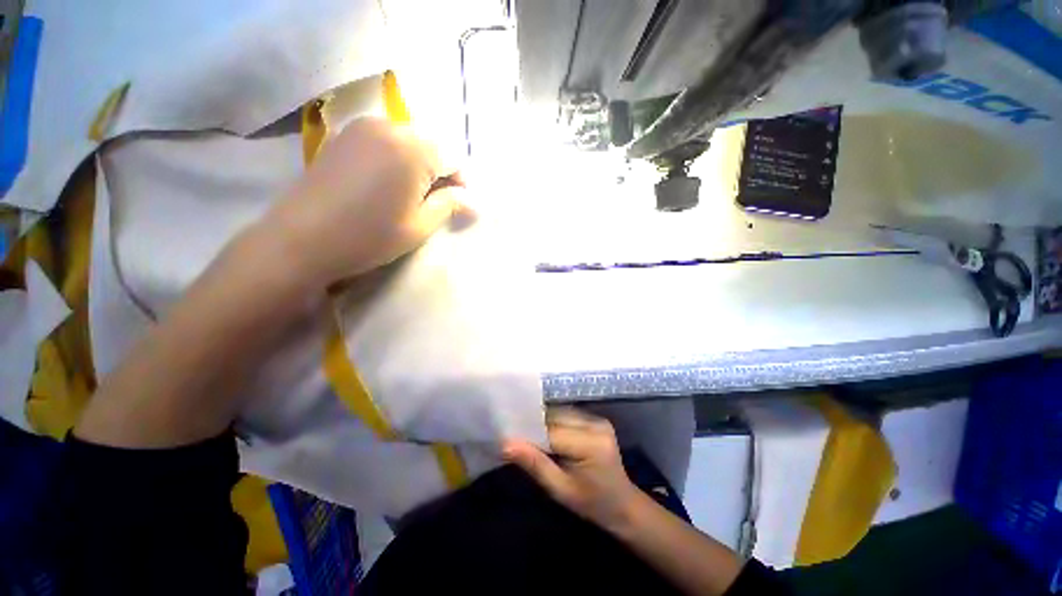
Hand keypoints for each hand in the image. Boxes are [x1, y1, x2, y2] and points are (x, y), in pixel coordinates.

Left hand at [267, 118, 466, 287]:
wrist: (302, 239)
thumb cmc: (370, 236)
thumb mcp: (420, 226)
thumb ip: (449, 205)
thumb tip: (474, 202)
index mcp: (413, 150)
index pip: (453, 157)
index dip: (461, 181)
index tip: (459, 204)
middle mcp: (389, 127)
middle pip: (430, 144)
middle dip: (440, 171)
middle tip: (435, 201)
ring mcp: (362, 127)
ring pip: (407, 140)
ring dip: (418, 164)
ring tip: (410, 194)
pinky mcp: (343, 136)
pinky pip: (384, 140)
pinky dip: (395, 158)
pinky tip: (386, 183)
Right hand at [503, 408, 642, 531]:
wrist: (623, 505)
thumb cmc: (591, 503)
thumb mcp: (560, 490)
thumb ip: (534, 464)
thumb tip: (506, 444)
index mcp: (591, 444)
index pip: (552, 432)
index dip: (530, 434)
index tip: (511, 440)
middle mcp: (596, 425)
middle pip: (556, 418)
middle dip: (537, 426)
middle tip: (518, 437)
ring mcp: (599, 420)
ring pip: (561, 413)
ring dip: (546, 423)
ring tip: (531, 436)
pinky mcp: (598, 420)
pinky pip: (570, 416)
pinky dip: (556, 423)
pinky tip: (549, 434)